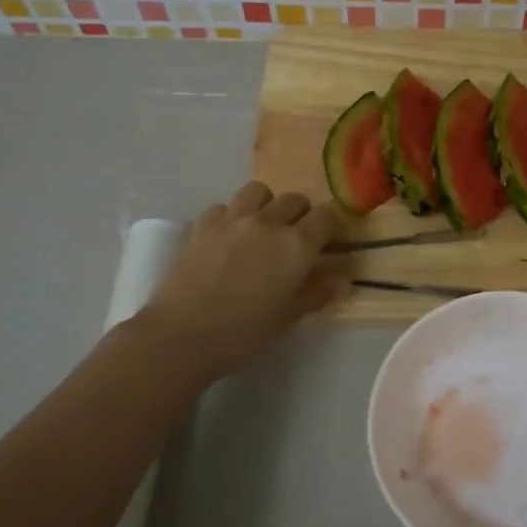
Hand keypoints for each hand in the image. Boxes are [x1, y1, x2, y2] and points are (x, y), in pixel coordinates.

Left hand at [140, 182, 349, 380]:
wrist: (183, 335)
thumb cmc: (244, 333)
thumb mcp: (289, 316)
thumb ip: (318, 292)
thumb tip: (343, 279)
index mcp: (296, 245)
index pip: (327, 217)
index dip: (333, 228)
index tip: (332, 244)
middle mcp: (268, 222)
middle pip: (295, 200)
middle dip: (303, 215)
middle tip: (298, 240)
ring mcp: (232, 219)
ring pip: (259, 192)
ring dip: (268, 205)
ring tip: (263, 228)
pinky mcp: (203, 225)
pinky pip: (224, 206)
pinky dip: (232, 216)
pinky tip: (229, 237)